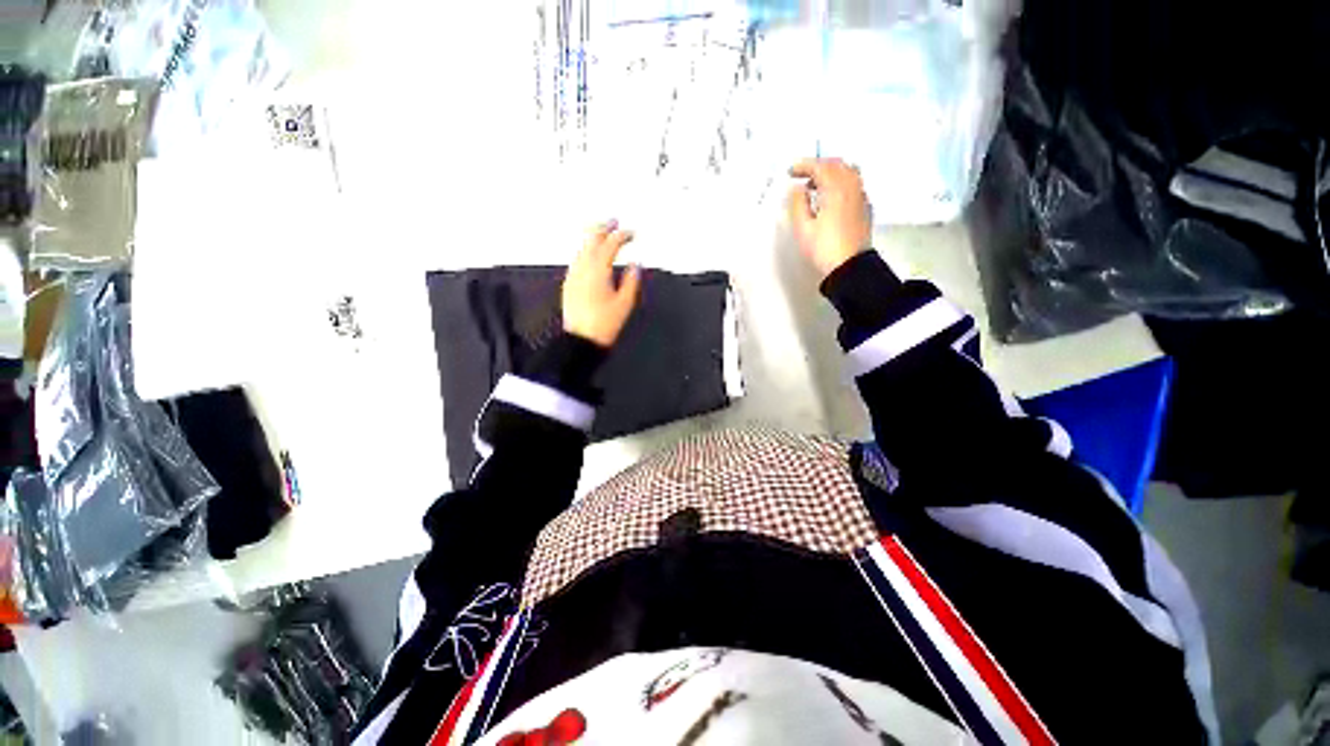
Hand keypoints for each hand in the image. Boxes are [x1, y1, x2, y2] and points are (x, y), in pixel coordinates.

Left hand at [562, 220, 642, 346]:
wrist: (581, 341)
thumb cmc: (604, 324)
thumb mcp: (625, 303)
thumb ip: (632, 281)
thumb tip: (635, 265)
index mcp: (598, 270)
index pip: (611, 245)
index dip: (622, 235)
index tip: (632, 233)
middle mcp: (583, 268)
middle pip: (591, 240)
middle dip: (603, 227)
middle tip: (613, 221)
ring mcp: (574, 275)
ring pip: (582, 248)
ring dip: (593, 238)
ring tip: (603, 233)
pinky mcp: (569, 284)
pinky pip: (577, 259)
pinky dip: (586, 251)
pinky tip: (590, 254)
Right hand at [786, 158, 872, 278]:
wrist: (850, 266)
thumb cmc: (824, 248)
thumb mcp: (803, 229)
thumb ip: (797, 204)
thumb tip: (797, 189)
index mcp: (835, 189)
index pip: (820, 167)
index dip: (804, 166)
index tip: (791, 171)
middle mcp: (851, 187)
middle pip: (836, 164)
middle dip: (818, 165)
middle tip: (802, 174)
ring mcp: (860, 196)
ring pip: (848, 171)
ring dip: (830, 172)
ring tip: (816, 185)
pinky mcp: (864, 207)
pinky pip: (854, 184)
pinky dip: (840, 181)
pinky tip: (831, 196)